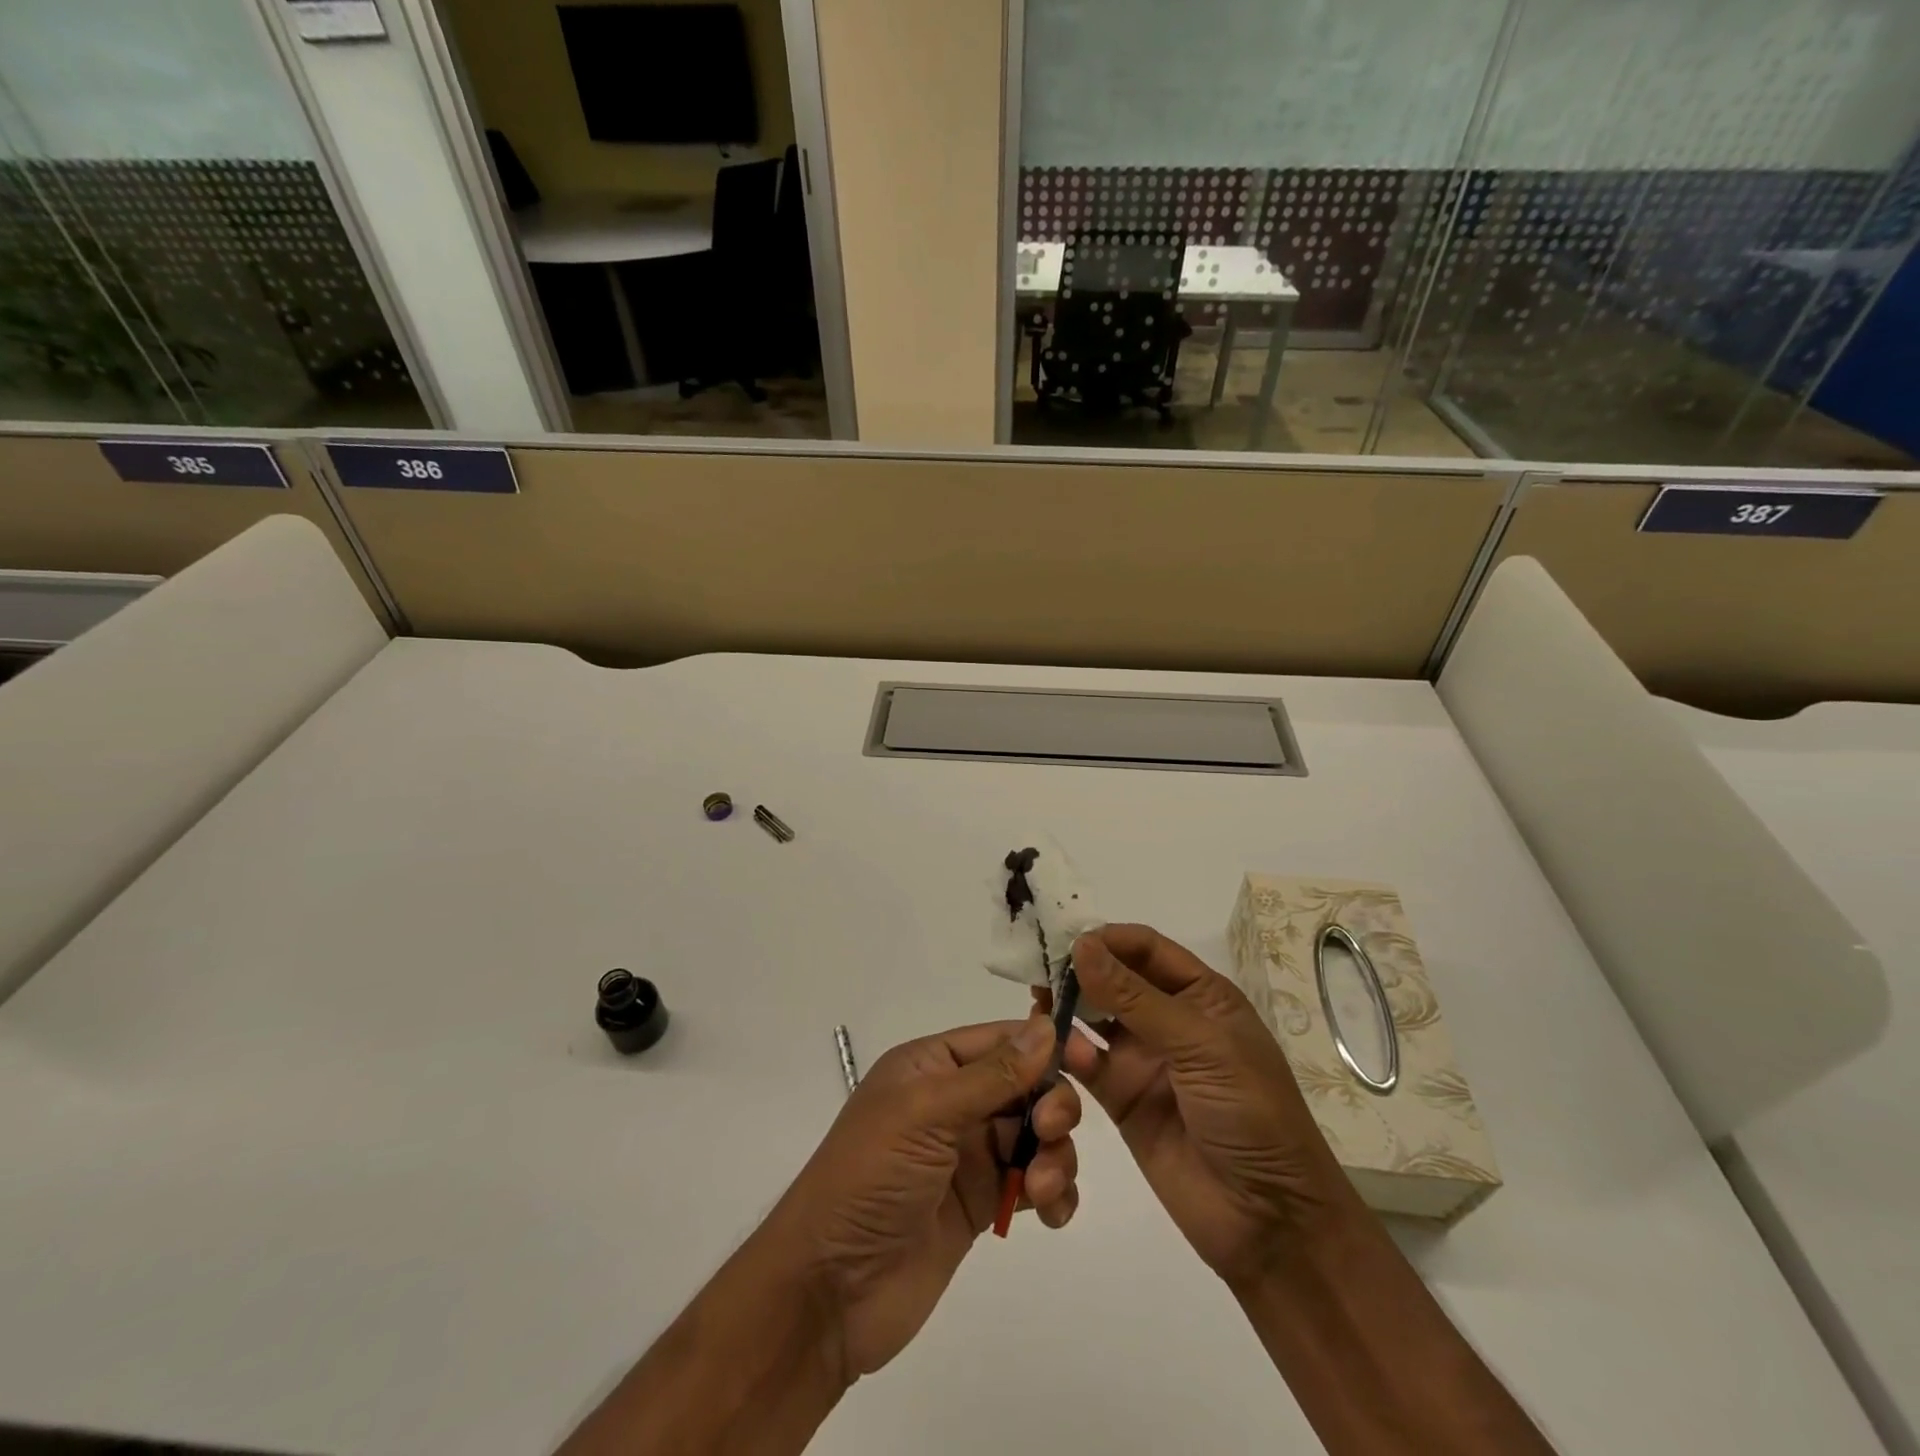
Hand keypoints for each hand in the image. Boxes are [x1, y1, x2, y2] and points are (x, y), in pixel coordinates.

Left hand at [764, 1015, 1082, 1381]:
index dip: (1044, 1045)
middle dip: (1051, 1104)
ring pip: (1035, 1135)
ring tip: (1040, 1189)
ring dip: (1054, 1154)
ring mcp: (968, 1155)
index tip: (1088, 1059)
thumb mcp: (926, 1114)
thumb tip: (1045, 1027)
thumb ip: (992, 1075)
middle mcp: (952, 1102)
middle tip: (1051, 1131)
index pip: (1000, 1039)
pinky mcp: (981, 1204)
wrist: (830, 1290)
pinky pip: (1032, 1183)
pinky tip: (1052, 1212)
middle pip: (1025, 1085)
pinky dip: (1052, 1192)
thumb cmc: (870, 1178)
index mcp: (931, 1066)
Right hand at [1058, 925, 1359, 1287]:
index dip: (1108, 939)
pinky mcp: (1121, 1098)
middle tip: (1039, 969)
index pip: (1146, 948)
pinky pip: (1086, 1064)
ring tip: (1037, 1003)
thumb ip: (1135, 997)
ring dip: (1067, 1007)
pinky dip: (1067, 1052)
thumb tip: (1081, 944)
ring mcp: (1143, 1059)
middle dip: (1079, 970)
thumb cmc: (1251, 1115)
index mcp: (1201, 995)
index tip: (1065, 939)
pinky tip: (1053, 1050)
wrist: (1269, 1221)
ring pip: (1094, 1018)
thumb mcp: (1201, 1046)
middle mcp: (1168, 1019)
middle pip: (1114, 978)